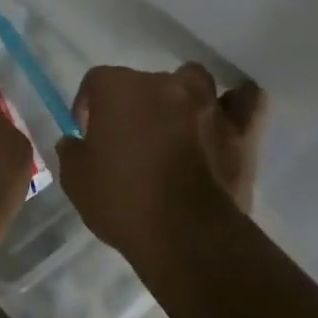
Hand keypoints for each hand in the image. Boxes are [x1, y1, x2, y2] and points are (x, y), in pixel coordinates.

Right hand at [56, 64, 264, 263]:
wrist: (186, 235)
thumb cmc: (123, 202)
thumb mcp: (76, 181)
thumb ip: (72, 153)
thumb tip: (74, 142)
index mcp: (119, 88)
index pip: (96, 82)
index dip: (89, 107)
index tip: (89, 136)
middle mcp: (163, 84)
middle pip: (144, 82)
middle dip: (136, 105)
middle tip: (132, 140)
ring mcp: (206, 103)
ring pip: (193, 81)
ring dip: (184, 97)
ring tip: (178, 125)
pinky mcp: (241, 129)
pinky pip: (245, 102)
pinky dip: (237, 105)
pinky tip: (227, 117)